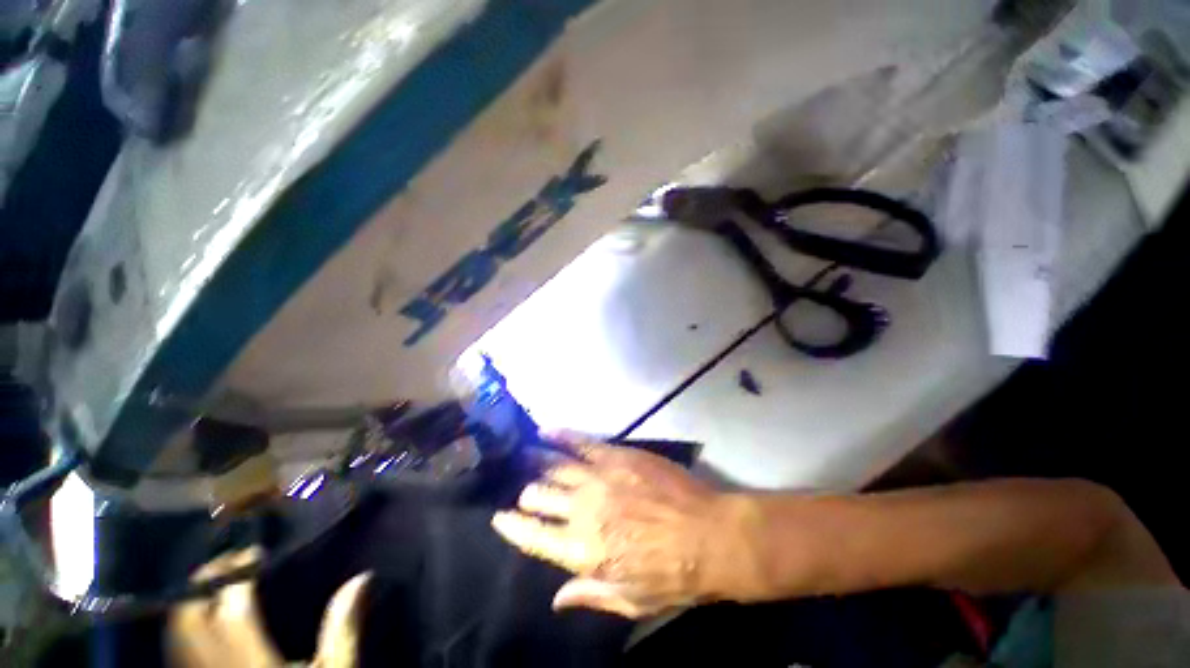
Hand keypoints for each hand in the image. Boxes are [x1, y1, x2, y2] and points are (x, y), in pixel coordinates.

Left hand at [167, 548, 370, 667]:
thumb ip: (344, 627)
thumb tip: (362, 577)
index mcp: (248, 659)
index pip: (230, 603)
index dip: (239, 570)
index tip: (256, 551)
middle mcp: (213, 664)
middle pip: (189, 612)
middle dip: (206, 579)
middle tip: (233, 562)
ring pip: (174, 629)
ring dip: (191, 600)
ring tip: (218, 585)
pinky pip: (175, 648)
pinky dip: (186, 626)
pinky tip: (204, 621)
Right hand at [491, 432, 754, 618]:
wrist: (709, 534)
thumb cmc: (672, 575)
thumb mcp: (631, 601)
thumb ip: (590, 595)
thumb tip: (556, 600)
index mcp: (583, 552)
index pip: (534, 536)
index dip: (513, 526)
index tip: (500, 517)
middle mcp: (583, 511)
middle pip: (542, 496)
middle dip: (528, 493)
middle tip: (523, 487)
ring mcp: (599, 478)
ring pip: (557, 466)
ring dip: (536, 460)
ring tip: (522, 453)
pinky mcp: (617, 456)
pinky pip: (582, 443)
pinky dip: (562, 435)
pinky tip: (547, 430)